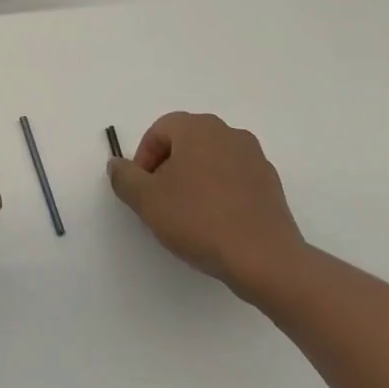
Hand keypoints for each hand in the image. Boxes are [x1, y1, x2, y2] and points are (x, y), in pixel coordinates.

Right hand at [107, 111, 309, 305]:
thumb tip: (118, 165)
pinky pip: (234, 179)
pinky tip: (215, 223)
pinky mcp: (271, 184)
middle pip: (185, 142)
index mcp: (197, 128)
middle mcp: (228, 133)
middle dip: (168, 168)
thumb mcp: (146, 200)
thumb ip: (124, 177)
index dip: (143, 159)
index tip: (143, 190)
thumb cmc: (199, 220)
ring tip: (188, 214)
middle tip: (161, 201)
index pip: (159, 131)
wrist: (265, 260)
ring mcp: (254, 157)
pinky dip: (219, 192)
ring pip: (210, 160)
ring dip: (194, 180)